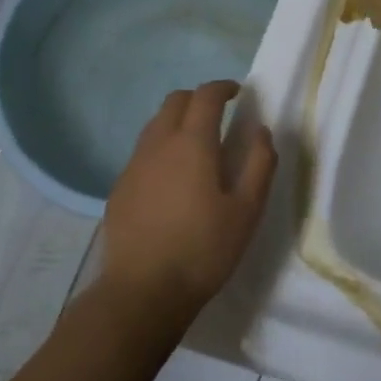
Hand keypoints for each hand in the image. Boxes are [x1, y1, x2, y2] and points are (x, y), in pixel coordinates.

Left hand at [100, 81, 277, 320]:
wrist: (142, 293)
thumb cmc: (203, 250)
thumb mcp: (247, 210)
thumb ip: (259, 163)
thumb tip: (261, 131)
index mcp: (192, 143)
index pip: (206, 96)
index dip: (223, 87)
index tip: (239, 92)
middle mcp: (158, 144)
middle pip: (175, 101)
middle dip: (198, 99)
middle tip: (219, 115)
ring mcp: (133, 166)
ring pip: (155, 125)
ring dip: (177, 121)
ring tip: (197, 146)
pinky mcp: (119, 188)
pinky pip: (142, 152)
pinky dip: (161, 148)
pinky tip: (172, 179)